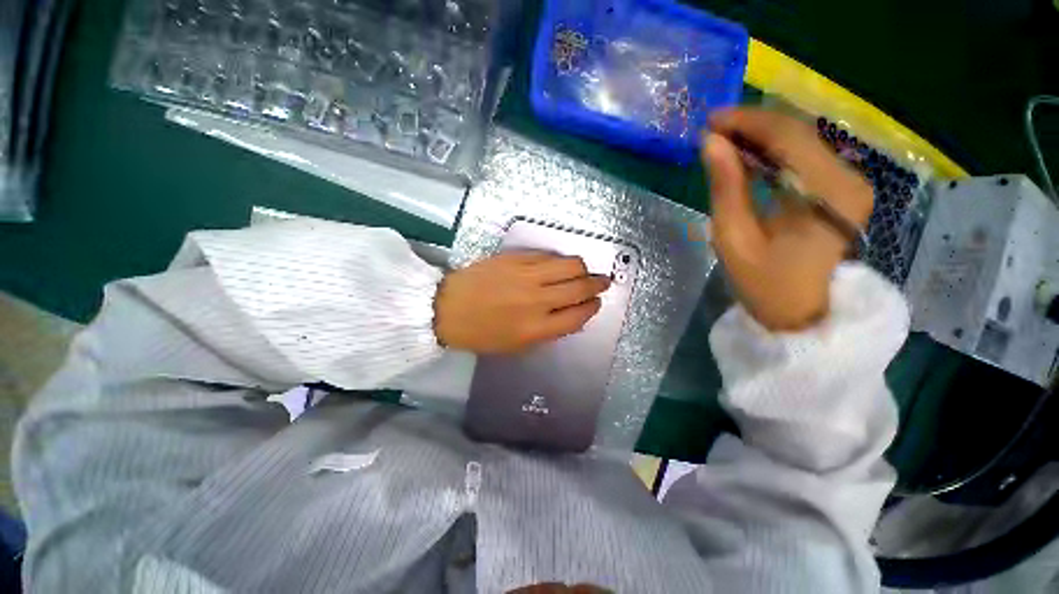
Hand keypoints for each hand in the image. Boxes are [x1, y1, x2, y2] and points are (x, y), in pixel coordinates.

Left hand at [434, 252, 610, 352]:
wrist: (448, 308)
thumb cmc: (482, 333)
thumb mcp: (517, 346)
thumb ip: (548, 331)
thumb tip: (571, 314)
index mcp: (537, 328)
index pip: (578, 315)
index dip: (592, 307)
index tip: (595, 303)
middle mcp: (537, 300)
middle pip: (580, 287)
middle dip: (597, 284)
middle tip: (602, 282)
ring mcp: (527, 275)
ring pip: (570, 265)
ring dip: (583, 268)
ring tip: (583, 271)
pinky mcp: (516, 258)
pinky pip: (548, 255)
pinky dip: (559, 260)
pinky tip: (559, 265)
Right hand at [702, 108, 874, 330]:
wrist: (799, 311)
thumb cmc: (763, 282)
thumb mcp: (733, 237)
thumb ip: (725, 187)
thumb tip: (710, 143)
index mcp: (827, 193)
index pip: (788, 136)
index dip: (747, 122)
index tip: (710, 122)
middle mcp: (848, 178)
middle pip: (798, 132)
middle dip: (752, 125)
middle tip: (711, 131)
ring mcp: (848, 182)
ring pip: (802, 140)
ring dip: (760, 137)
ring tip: (723, 142)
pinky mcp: (840, 188)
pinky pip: (804, 157)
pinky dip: (773, 151)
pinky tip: (747, 156)